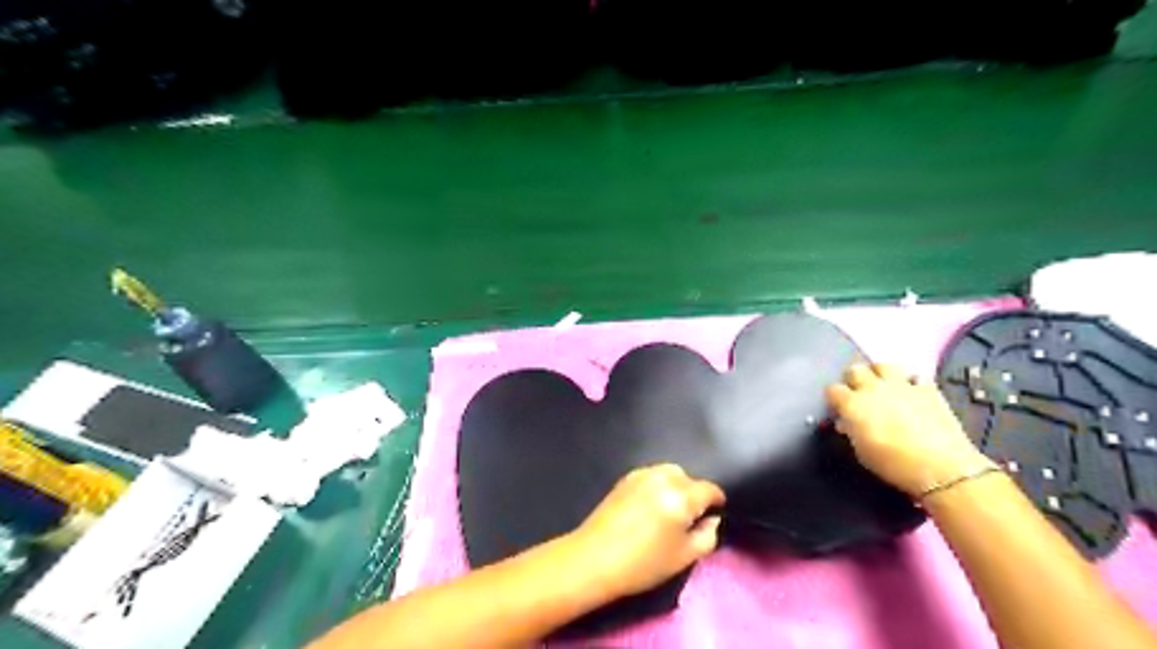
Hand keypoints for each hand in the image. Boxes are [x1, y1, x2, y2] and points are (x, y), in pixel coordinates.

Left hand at [568, 466, 719, 598]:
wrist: (594, 558)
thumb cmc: (643, 563)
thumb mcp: (685, 557)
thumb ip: (707, 535)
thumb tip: (712, 519)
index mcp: (681, 496)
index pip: (710, 489)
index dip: (717, 503)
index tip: (715, 516)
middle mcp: (663, 477)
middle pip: (689, 478)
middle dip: (693, 495)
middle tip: (687, 520)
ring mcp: (642, 474)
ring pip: (670, 473)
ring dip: (675, 488)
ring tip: (667, 513)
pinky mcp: (625, 478)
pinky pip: (652, 476)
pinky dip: (657, 486)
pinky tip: (649, 507)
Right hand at [821, 364, 993, 495]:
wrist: (941, 468)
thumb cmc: (894, 464)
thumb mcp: (862, 453)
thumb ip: (851, 432)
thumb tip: (846, 423)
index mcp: (853, 404)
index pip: (833, 390)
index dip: (834, 398)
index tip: (838, 408)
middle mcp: (873, 389)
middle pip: (855, 370)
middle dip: (853, 380)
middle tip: (857, 393)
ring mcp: (901, 386)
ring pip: (883, 365)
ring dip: (879, 374)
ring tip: (882, 386)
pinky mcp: (927, 389)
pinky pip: (915, 377)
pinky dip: (911, 383)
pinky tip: (912, 393)